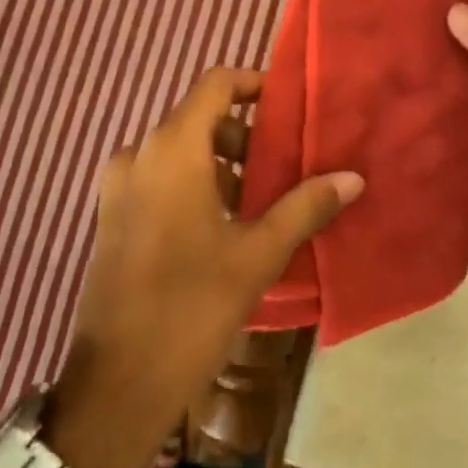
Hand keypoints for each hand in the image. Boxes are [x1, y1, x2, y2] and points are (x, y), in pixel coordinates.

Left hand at [42, 68, 362, 467]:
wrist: (116, 383)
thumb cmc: (191, 307)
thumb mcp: (257, 254)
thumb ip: (305, 206)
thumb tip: (353, 177)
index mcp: (172, 149)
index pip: (215, 85)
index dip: (253, 85)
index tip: (289, 107)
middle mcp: (139, 155)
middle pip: (199, 119)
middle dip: (245, 136)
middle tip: (284, 167)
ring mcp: (120, 186)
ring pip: (180, 152)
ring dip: (222, 164)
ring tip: (261, 203)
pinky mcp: (113, 217)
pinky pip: (160, 179)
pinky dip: (195, 185)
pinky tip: (225, 227)